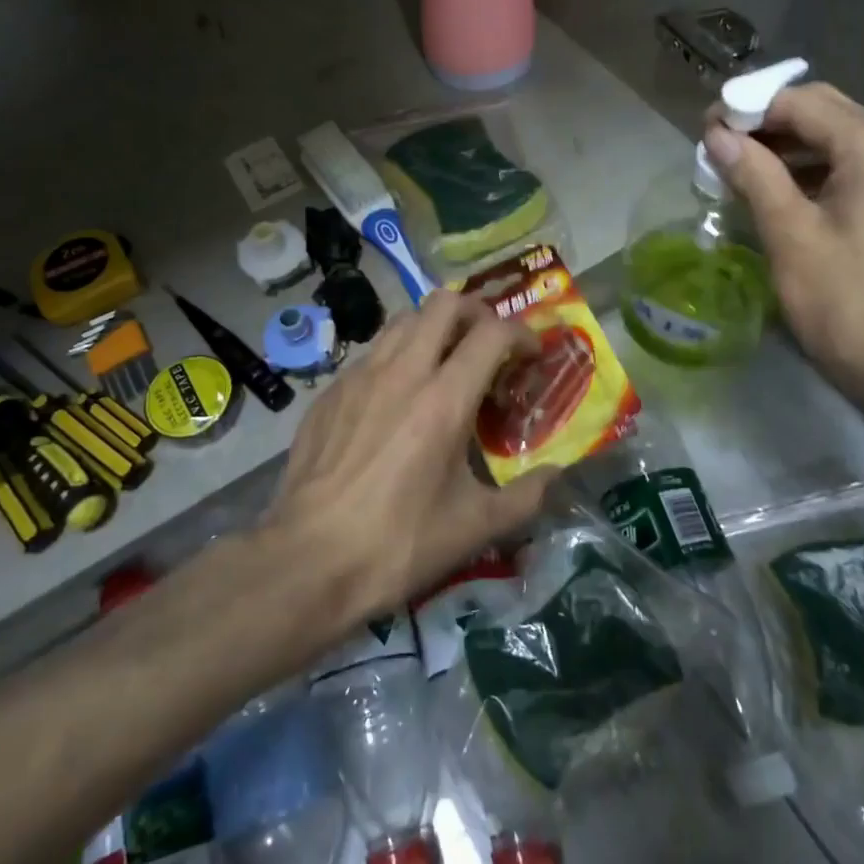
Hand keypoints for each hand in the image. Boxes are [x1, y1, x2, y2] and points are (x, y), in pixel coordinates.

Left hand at [264, 290, 557, 622]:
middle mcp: (402, 372)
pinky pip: (372, 353)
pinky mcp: (330, 390)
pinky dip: (398, 357)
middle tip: (488, 346)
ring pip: (404, 320)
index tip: (530, 357)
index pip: (492, 332)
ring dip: (434, 329)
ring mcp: (359, 375)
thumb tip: (556, 474)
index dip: (521, 334)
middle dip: (476, 313)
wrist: (307, 560)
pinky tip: (398, 399)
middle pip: (444, 303)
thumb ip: (525, 497)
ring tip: (445, 365)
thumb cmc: (398, 544)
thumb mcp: (474, 528)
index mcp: (444, 399)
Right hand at [703, 83, 863, 390]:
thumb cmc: (846, 300)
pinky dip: (806, 170)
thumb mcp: (790, 233)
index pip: (803, 102)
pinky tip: (771, 190)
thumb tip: (716, 135)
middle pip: (824, 112)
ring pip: (834, 139)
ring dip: (784, 145)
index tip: (705, 127)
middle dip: (767, 121)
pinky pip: (846, 167)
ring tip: (735, 167)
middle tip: (717, 143)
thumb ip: (753, 174)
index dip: (750, 107)